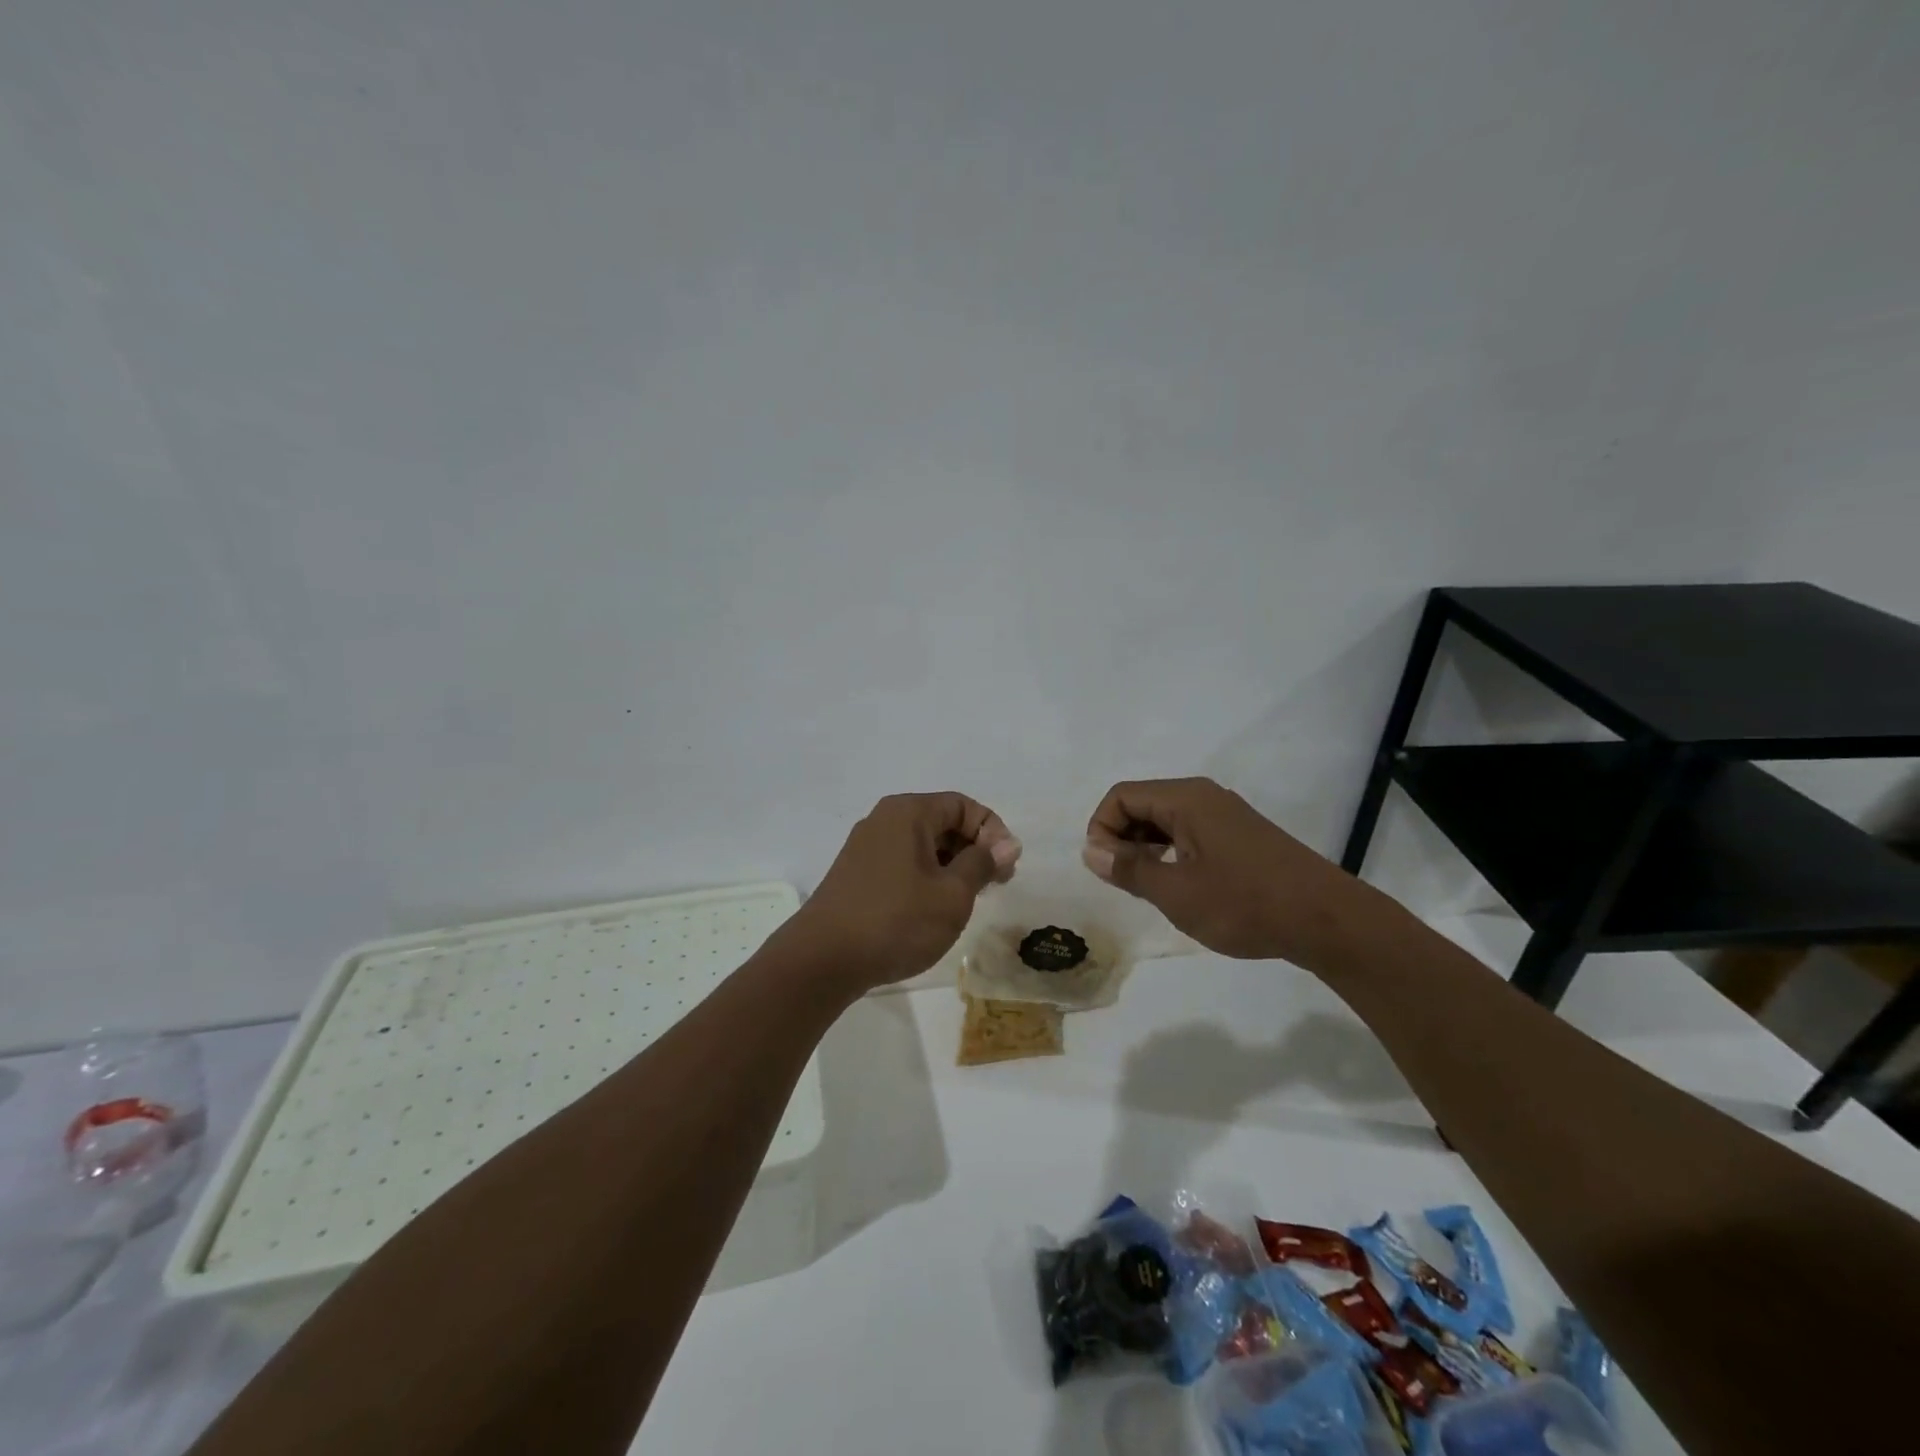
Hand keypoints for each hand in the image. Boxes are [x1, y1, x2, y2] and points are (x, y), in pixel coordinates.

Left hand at [778, 792, 1021, 992]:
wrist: (822, 960)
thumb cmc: (896, 921)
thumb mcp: (952, 894)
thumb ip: (982, 864)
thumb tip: (1007, 844)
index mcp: (908, 812)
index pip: (963, 805)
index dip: (993, 832)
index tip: (1007, 868)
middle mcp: (884, 820)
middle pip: (942, 822)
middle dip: (974, 849)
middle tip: (995, 885)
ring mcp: (866, 847)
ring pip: (923, 845)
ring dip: (952, 867)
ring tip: (967, 901)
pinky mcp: (856, 874)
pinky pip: (903, 863)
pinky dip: (927, 877)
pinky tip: (933, 909)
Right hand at [1081, 777, 1373, 968]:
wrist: (1327, 920)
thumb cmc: (1245, 904)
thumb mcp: (1176, 892)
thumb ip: (1129, 869)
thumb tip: (1091, 850)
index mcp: (1186, 799)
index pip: (1121, 796)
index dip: (1101, 829)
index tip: (1105, 869)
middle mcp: (1204, 797)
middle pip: (1142, 803)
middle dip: (1121, 838)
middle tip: (1123, 882)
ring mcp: (1225, 815)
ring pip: (1166, 820)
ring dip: (1146, 849)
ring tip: (1148, 889)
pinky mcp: (1240, 836)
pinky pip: (1189, 833)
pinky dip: (1171, 854)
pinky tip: (1179, 888)